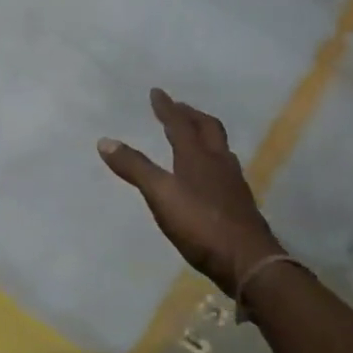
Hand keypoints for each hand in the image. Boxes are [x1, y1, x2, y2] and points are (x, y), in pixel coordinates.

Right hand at [99, 88, 282, 297]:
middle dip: (191, 115)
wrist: (247, 260)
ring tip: (194, 135)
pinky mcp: (239, 202)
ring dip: (205, 135)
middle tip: (178, 108)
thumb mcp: (160, 195)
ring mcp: (233, 183)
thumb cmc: (200, 224)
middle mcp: (219, 162)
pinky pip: (225, 168)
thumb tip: (105, 141)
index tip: (156, 92)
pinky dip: (212, 159)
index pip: (180, 124)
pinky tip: (209, 174)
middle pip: (208, 129)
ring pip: (220, 148)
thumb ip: (134, 168)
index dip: (167, 107)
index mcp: (198, 157)